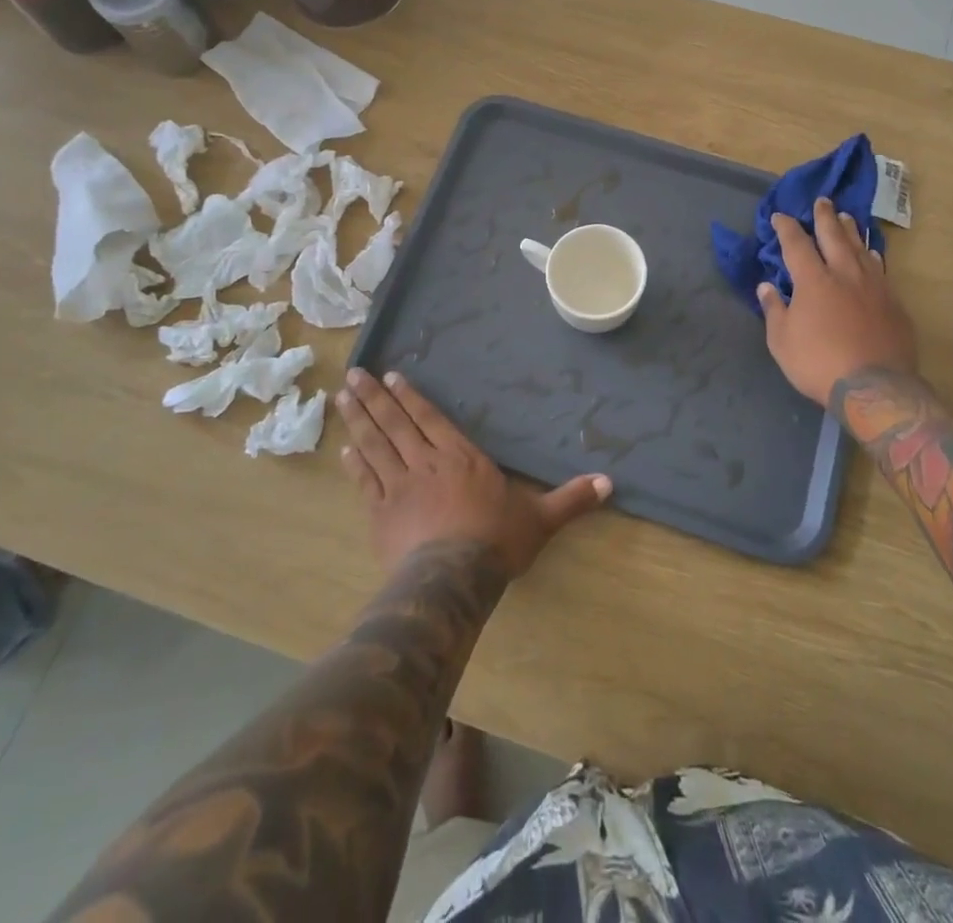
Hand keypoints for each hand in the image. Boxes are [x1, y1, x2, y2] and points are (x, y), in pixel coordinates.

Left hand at [337, 369, 611, 577]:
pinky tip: (344, 449)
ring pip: (375, 445)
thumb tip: (610, 483)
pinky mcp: (381, 513)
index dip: (410, 397)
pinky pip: (366, 481)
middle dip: (374, 397)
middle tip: (353, 374)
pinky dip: (355, 464)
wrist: (454, 579)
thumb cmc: (496, 541)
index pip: (431, 418)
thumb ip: (571, 498)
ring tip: (342, 397)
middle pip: (396, 423)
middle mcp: (426, 462)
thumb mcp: (541, 518)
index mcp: (461, 456)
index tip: (389, 376)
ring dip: (357, 420)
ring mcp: (400, 486)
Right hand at [758, 197, 918, 408]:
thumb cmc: (818, 363)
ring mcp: (873, 286)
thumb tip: (766, 286)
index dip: (786, 228)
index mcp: (813, 280)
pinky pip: (880, 268)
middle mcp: (844, 273)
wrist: (874, 387)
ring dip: (851, 230)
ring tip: (846, 217)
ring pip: (860, 248)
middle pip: (833, 236)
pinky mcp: (893, 302)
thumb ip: (774, 310)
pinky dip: (872, 255)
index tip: (779, 216)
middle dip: (824, 217)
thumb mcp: (781, 341)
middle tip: (821, 201)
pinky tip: (872, 253)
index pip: (796, 244)